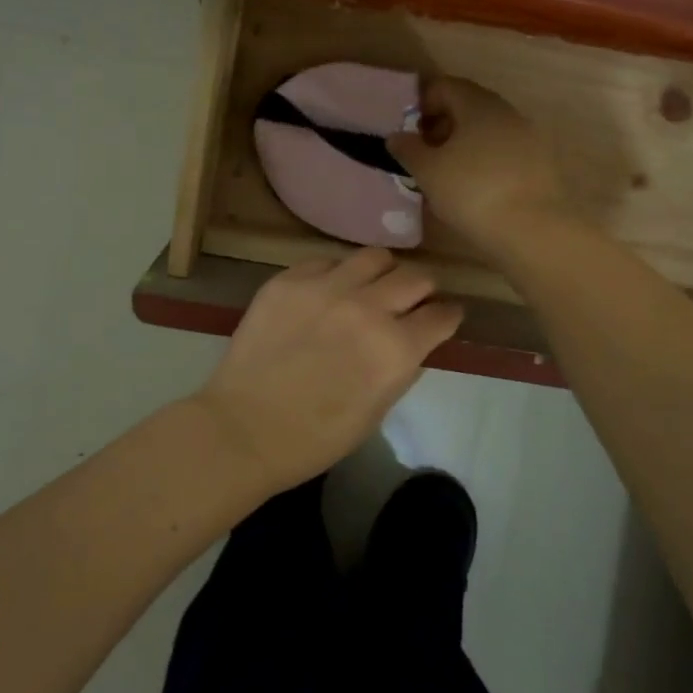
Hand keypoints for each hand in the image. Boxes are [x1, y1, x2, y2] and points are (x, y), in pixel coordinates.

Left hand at [193, 249, 463, 490]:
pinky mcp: (290, 279)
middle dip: (422, 289)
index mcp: (396, 348)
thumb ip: (402, 368)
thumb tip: (414, 341)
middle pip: (416, 277)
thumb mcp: (377, 410)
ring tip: (371, 286)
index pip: (442, 314)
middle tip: (412, 301)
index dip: (448, 315)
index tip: (444, 316)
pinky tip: (328, 293)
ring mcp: (326, 287)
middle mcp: (368, 308)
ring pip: (375, 256)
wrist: (244, 428)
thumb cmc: (316, 436)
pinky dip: (337, 274)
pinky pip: (327, 261)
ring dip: (383, 272)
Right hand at [387, 77, 568, 256]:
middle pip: (468, 107)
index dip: (421, 104)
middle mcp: (507, 112)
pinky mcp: (540, 164)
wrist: (533, 230)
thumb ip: (408, 149)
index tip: (407, 131)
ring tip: (444, 174)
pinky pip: (504, 152)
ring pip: (487, 131)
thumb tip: (396, 136)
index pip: (444, 87)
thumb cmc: (472, 192)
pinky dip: (484, 161)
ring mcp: (528, 137)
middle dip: (441, 125)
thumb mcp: (428, 171)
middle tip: (422, 153)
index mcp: (478, 104)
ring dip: (463, 144)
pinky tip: (473, 188)